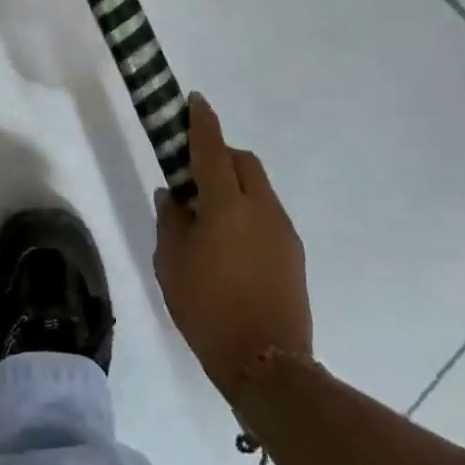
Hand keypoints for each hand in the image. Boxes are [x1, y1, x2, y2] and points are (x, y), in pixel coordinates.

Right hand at [154, 94, 311, 398]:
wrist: (267, 364)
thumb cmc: (207, 308)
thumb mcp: (171, 263)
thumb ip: (170, 221)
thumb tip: (174, 195)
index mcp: (226, 205)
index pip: (212, 149)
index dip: (202, 122)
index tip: (195, 100)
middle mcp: (261, 208)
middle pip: (243, 162)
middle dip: (219, 155)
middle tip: (192, 175)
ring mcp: (283, 230)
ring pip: (258, 187)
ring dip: (234, 184)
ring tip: (208, 215)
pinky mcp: (293, 253)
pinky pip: (267, 213)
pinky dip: (247, 209)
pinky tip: (229, 242)